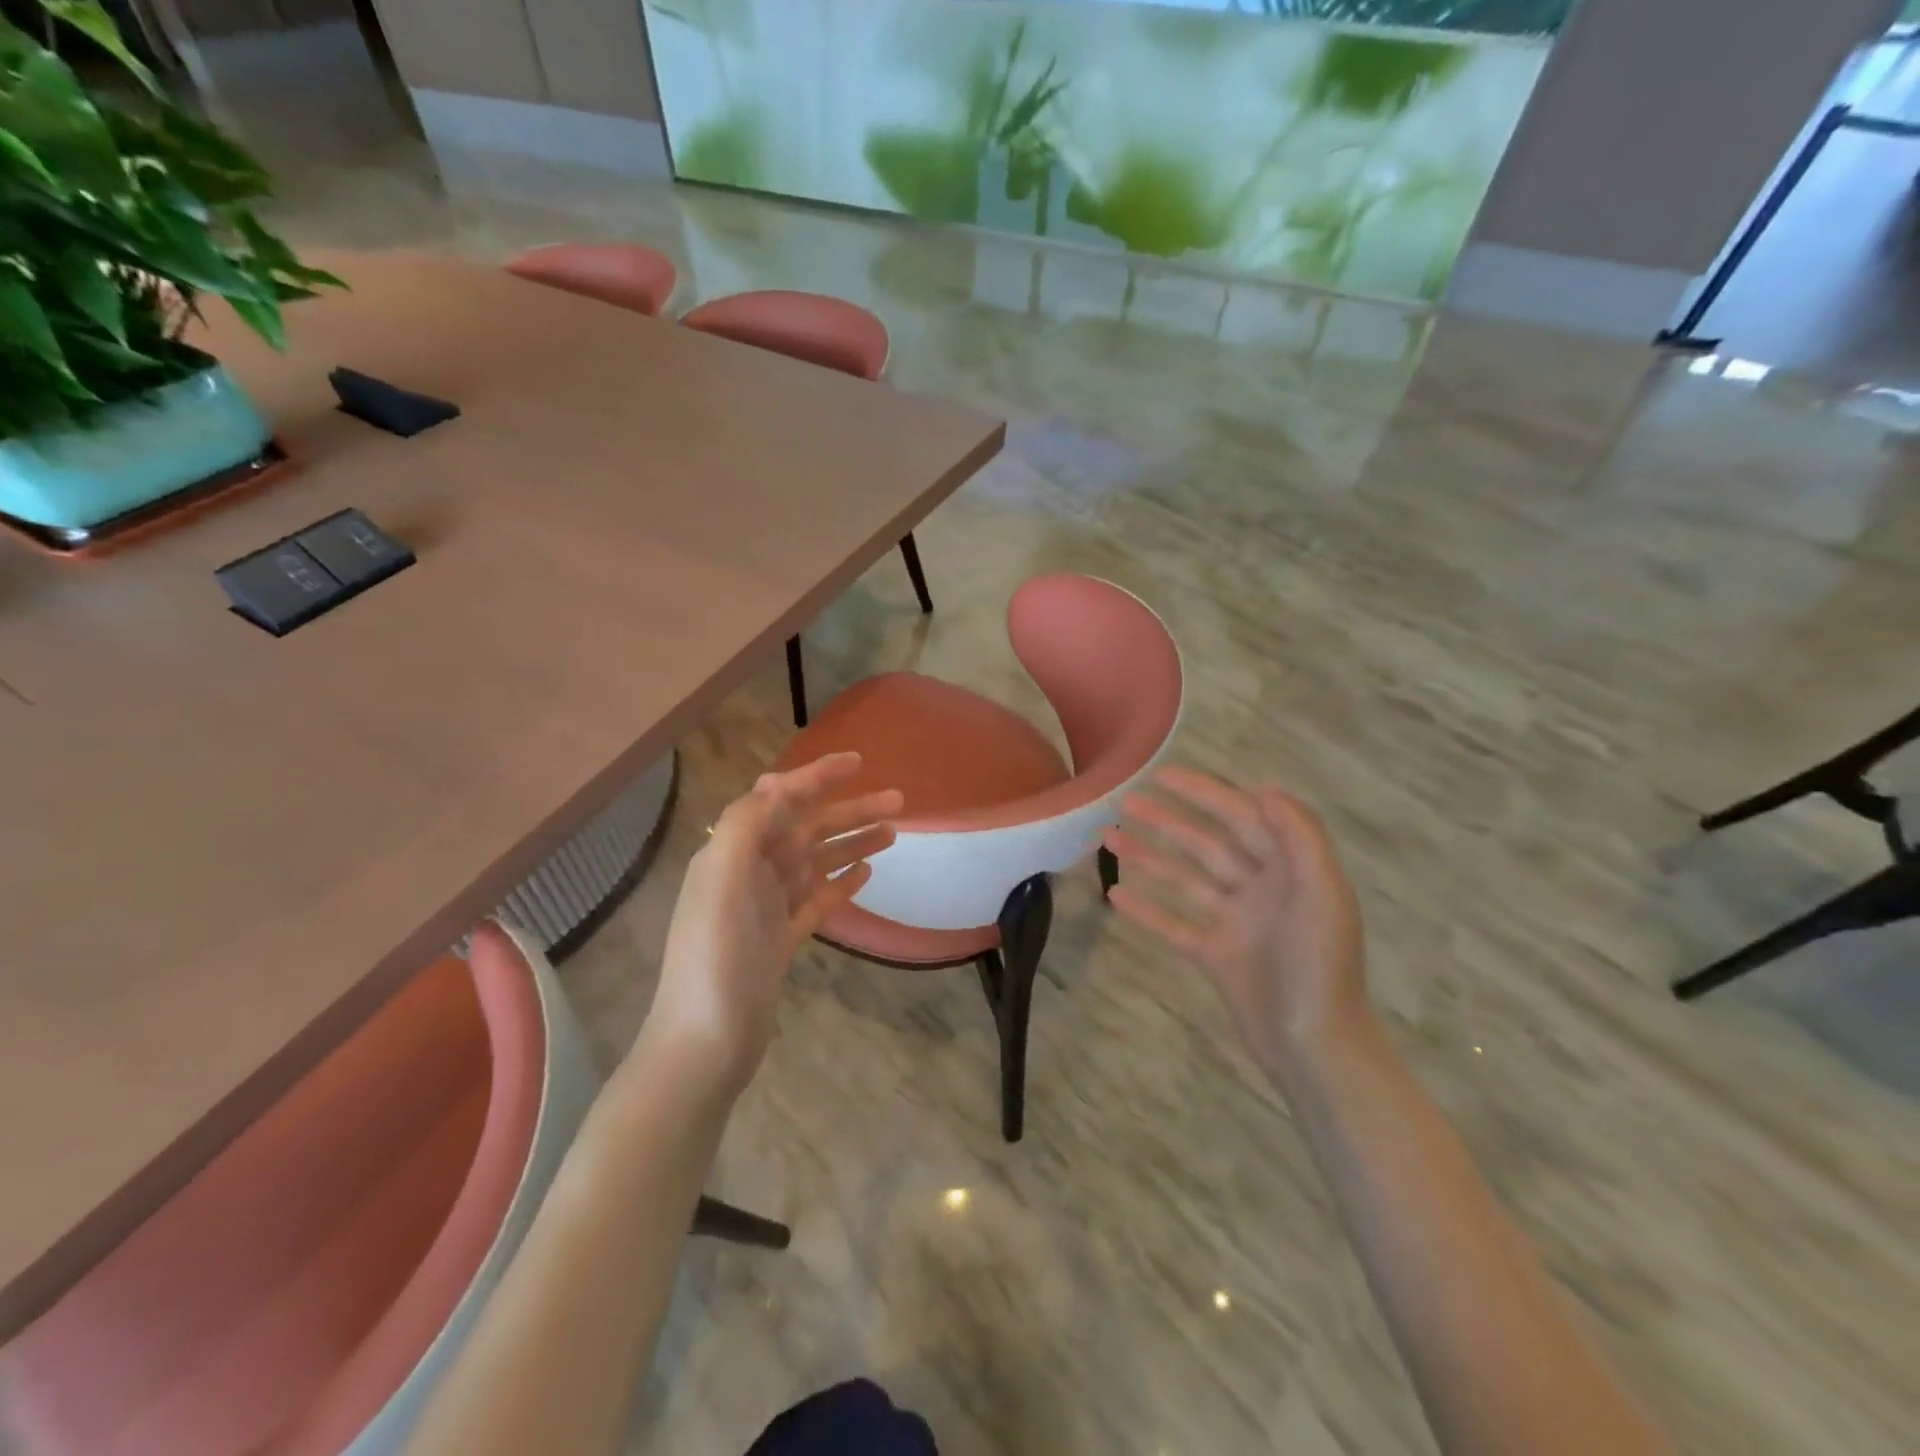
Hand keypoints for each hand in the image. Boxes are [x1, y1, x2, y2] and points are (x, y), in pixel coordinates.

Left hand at [643, 754, 901, 1096]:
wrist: (705, 1045)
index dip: (817, 777)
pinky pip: (816, 900)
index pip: (779, 800)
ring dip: (852, 844)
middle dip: (849, 811)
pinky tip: (866, 874)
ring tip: (893, 834)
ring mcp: (766, 908)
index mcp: (732, 853)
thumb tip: (777, 782)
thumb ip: (746, 825)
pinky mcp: (780, 940)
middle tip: (898, 803)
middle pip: (806, 830)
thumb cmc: (715, 960)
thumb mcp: (721, 882)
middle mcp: (748, 873)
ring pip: (816, 863)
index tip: (858, 762)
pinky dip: (840, 884)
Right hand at [1105, 767, 1368, 1074]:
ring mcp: (1235, 923)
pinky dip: (1147, 910)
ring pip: (1185, 879)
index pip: (1241, 817)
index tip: (1163, 775)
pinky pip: (1174, 925)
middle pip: (1206, 844)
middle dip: (1167, 821)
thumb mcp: (1322, 890)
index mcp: (1289, 869)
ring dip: (1149, 858)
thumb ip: (1299, 835)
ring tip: (1109, 838)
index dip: (1204, 794)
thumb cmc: (1320, 962)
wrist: (1316, 1044)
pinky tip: (1116, 895)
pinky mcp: (1215, 956)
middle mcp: (1260, 889)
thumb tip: (1263, 787)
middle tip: (1124, 802)